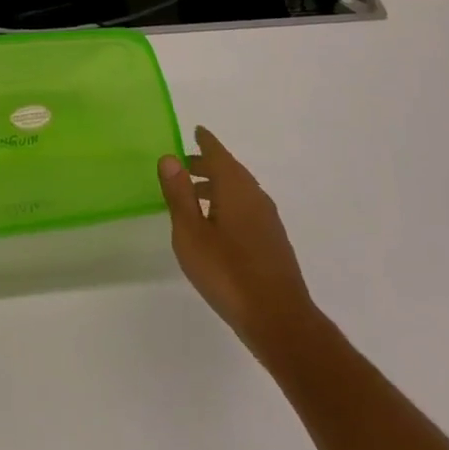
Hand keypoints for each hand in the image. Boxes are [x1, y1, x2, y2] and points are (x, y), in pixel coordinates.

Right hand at [159, 126, 321, 364]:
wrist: (278, 318)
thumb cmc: (227, 272)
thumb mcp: (191, 233)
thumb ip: (179, 194)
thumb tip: (170, 157)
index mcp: (235, 187)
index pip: (218, 153)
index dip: (205, 141)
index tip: (196, 130)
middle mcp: (254, 195)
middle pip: (229, 170)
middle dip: (207, 164)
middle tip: (184, 165)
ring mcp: (267, 219)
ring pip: (238, 190)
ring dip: (216, 186)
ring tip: (193, 197)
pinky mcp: (272, 241)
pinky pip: (246, 208)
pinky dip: (228, 204)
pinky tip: (216, 226)